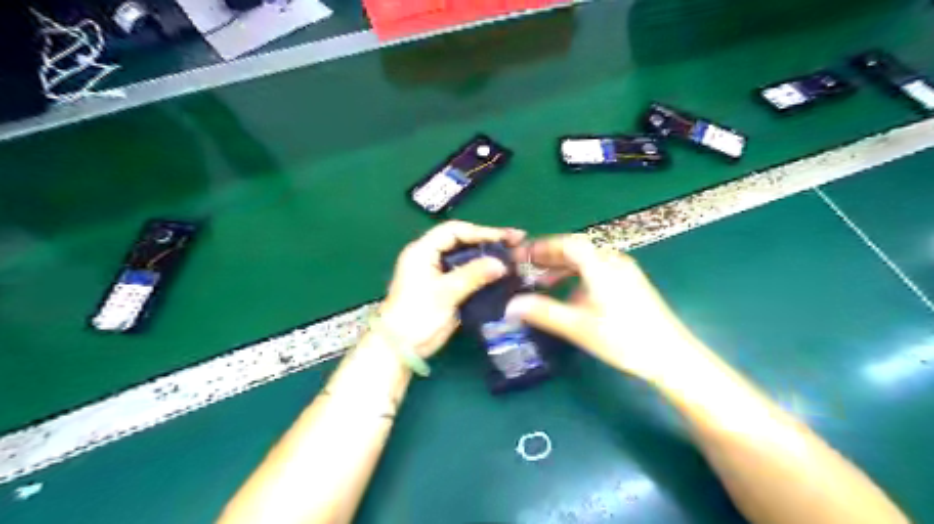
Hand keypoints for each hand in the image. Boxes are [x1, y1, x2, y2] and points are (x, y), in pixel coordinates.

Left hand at [377, 220, 523, 358]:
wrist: (402, 347)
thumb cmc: (417, 315)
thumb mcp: (445, 292)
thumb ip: (473, 275)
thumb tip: (501, 264)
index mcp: (423, 251)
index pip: (454, 231)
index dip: (480, 231)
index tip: (505, 237)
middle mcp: (431, 257)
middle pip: (463, 242)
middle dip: (489, 241)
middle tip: (516, 242)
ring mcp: (440, 274)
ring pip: (467, 258)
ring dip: (489, 256)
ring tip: (514, 256)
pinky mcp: (447, 289)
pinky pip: (469, 274)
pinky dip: (485, 272)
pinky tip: (503, 274)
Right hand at [505, 234, 692, 380]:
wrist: (670, 356)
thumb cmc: (623, 338)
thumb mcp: (577, 326)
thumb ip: (542, 313)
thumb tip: (511, 305)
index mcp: (600, 265)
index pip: (567, 243)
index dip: (542, 247)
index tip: (521, 256)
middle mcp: (613, 261)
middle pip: (576, 249)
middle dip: (549, 257)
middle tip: (526, 268)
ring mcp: (624, 271)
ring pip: (586, 260)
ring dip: (562, 268)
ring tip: (542, 282)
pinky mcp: (629, 283)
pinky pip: (596, 270)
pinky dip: (577, 277)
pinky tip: (569, 295)